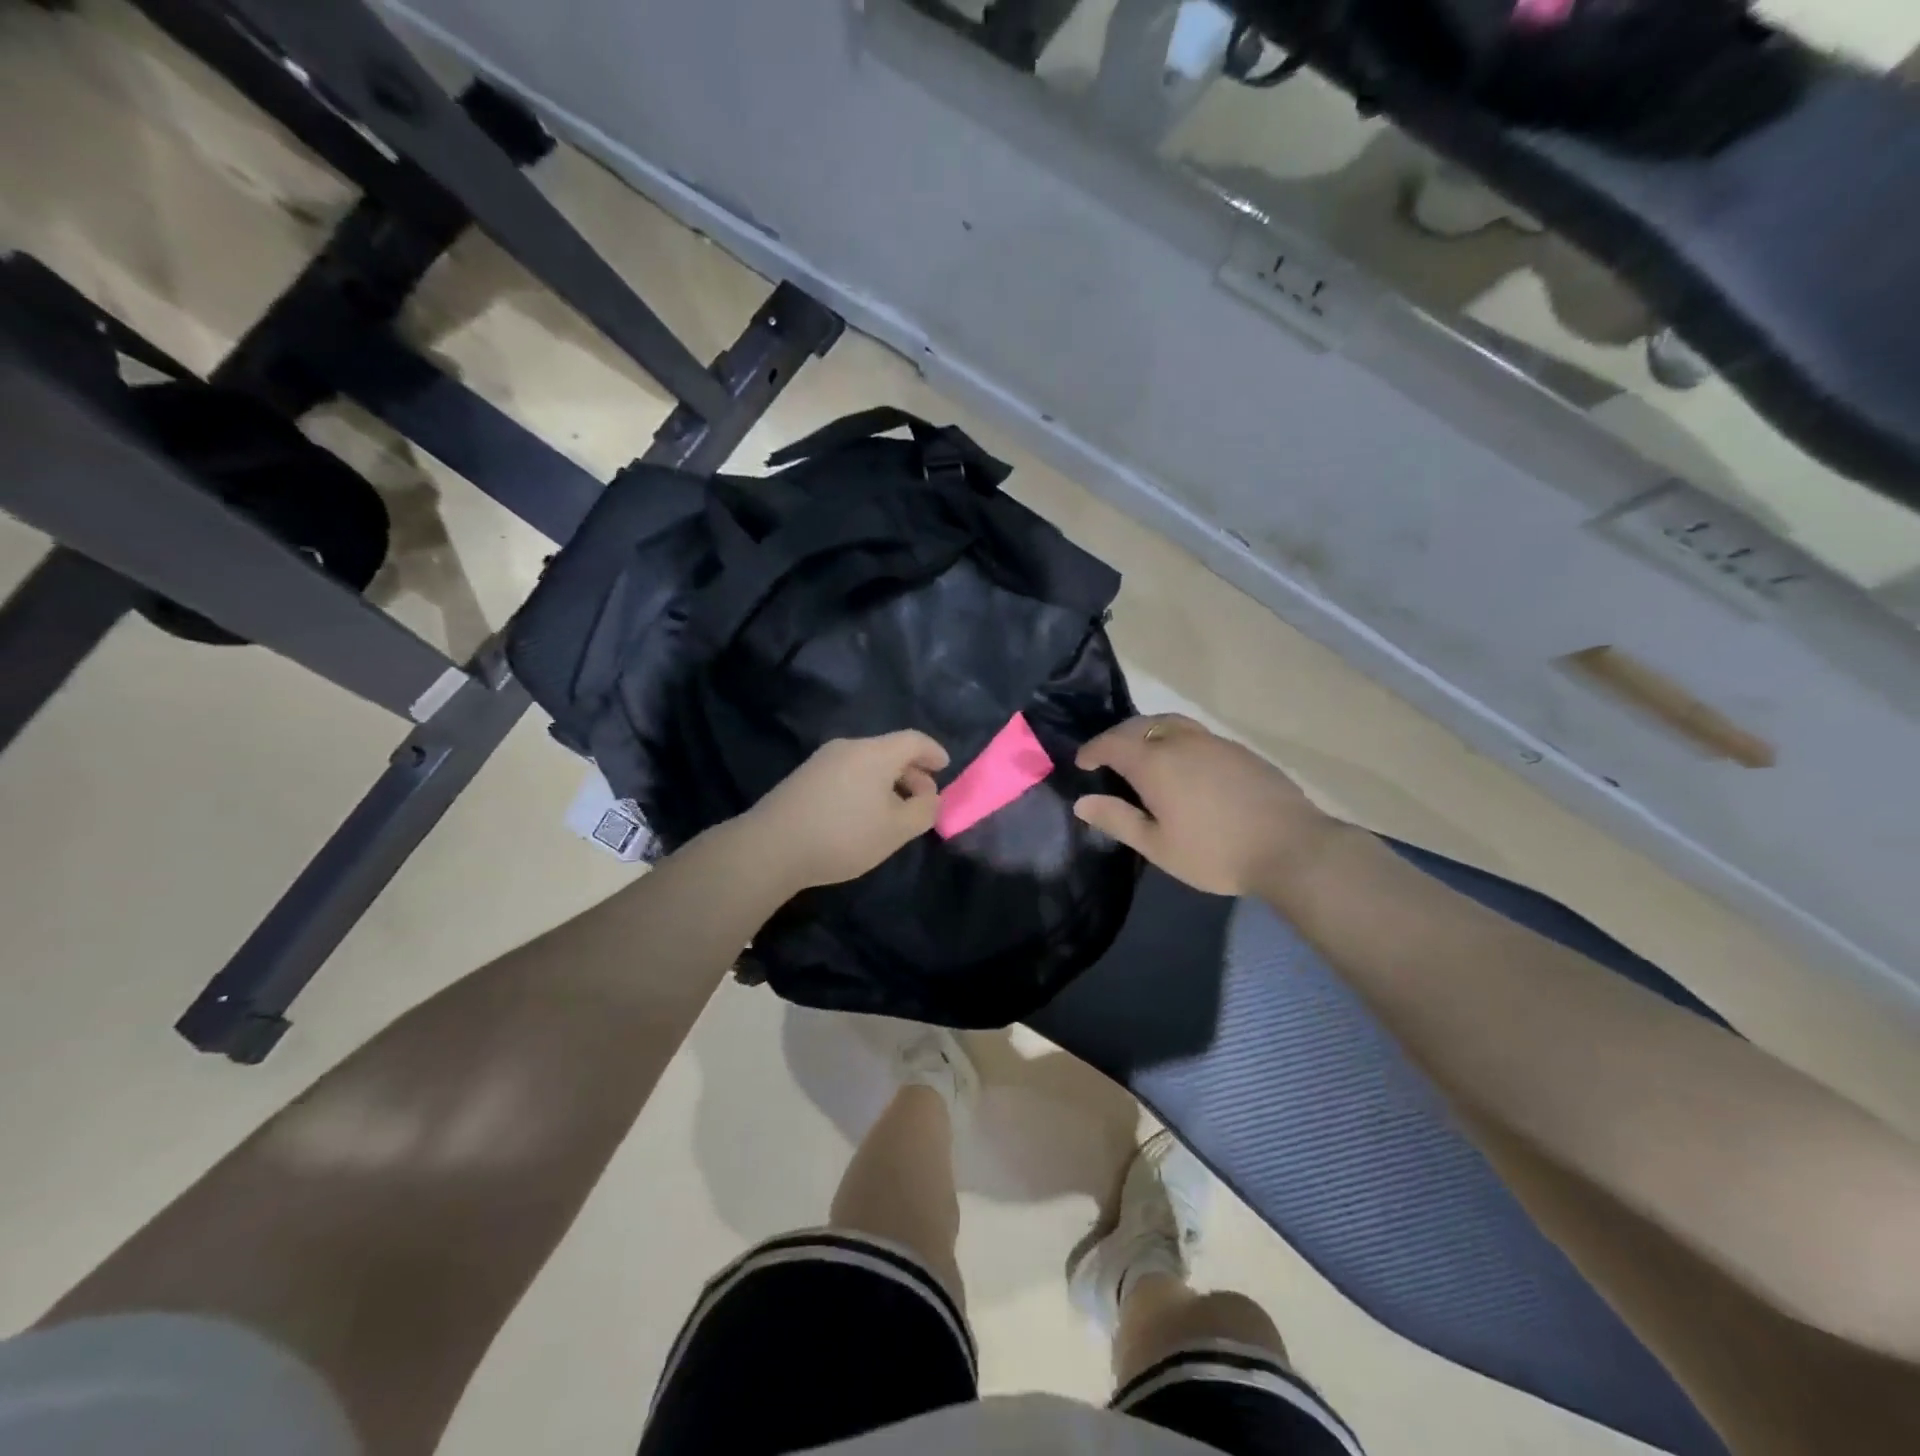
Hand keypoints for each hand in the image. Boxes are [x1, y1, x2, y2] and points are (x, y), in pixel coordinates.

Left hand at [741, 732, 949, 892]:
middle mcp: (849, 747)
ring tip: (894, 809)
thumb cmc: (843, 835)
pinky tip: (862, 813)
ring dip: (887, 781)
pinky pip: (847, 772)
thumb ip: (923, 810)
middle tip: (923, 797)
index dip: (933, 752)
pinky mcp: (804, 777)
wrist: (771, 846)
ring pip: (867, 762)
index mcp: (875, 752)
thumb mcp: (896, 830)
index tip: (945, 767)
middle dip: (912, 771)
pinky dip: (865, 785)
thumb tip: (930, 797)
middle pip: (889, 750)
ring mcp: (822, 760)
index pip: (913, 740)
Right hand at [1074, 714, 1336, 896]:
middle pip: (1140, 725)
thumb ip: (1118, 819)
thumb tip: (1082, 802)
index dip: (1092, 750)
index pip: (1112, 743)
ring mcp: (1214, 742)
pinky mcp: (1239, 750)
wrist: (1292, 847)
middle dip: (1117, 737)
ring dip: (1148, 732)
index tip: (1082, 762)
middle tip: (1107, 756)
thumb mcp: (1158, 846)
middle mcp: (1181, 741)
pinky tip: (1184, 764)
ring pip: (1170, 723)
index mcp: (1155, 762)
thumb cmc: (1215, 852)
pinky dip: (1176, 739)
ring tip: (1143, 753)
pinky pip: (1195, 734)